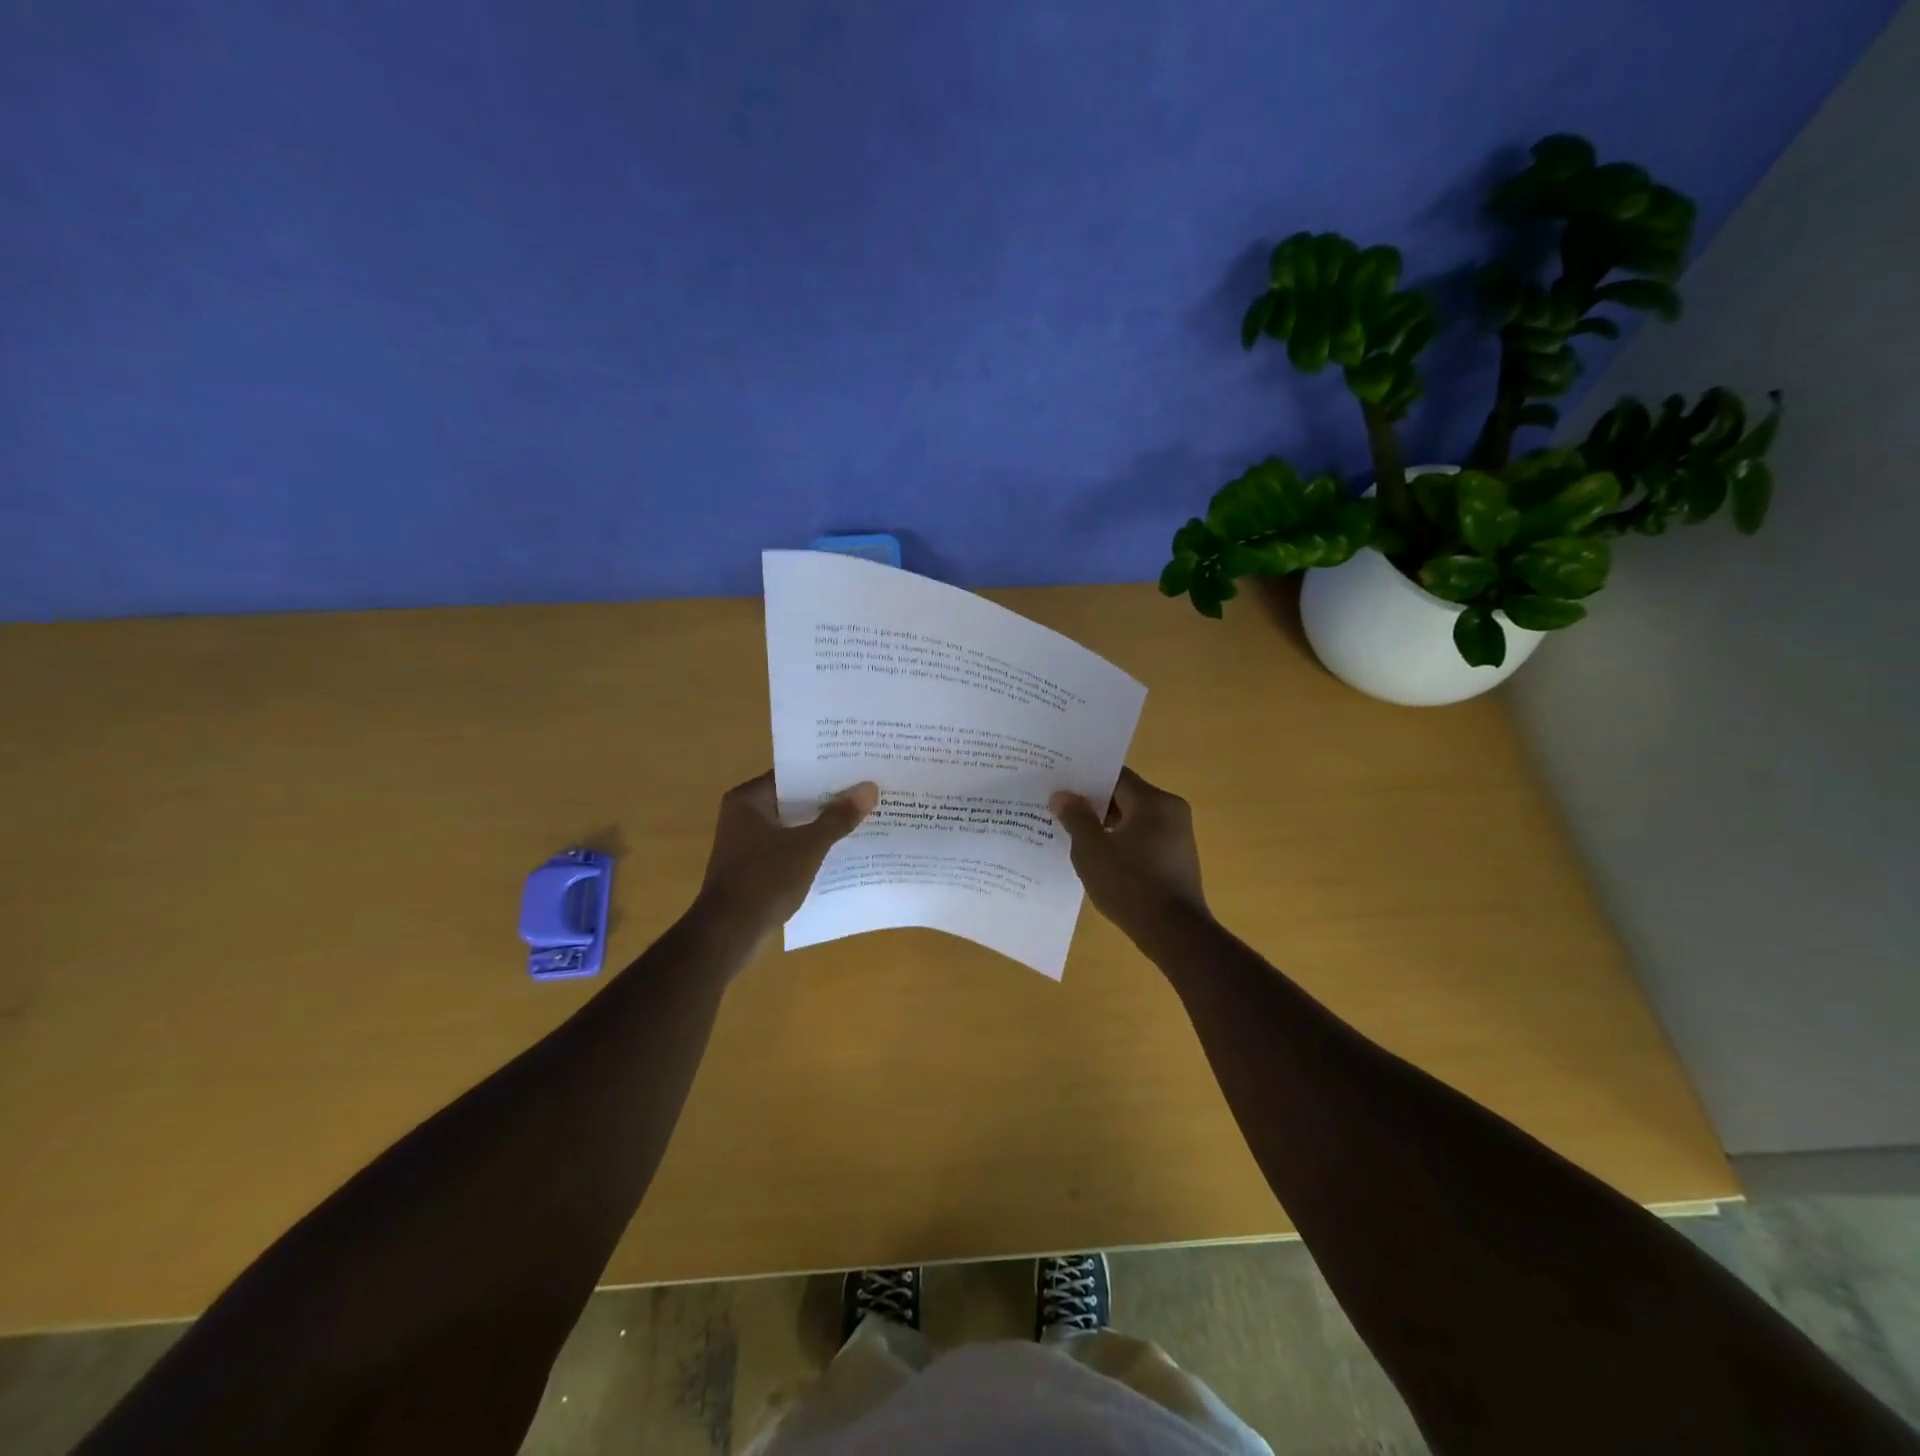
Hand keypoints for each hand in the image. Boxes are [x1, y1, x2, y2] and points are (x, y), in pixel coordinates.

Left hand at [694, 771, 877, 942]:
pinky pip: (788, 848)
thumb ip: (838, 818)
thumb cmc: (765, 880)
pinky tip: (841, 851)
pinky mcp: (754, 868)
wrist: (729, 934)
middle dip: (828, 800)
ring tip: (861, 818)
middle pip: (794, 800)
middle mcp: (743, 816)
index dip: (824, 772)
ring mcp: (747, 844)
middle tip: (866, 792)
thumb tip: (869, 788)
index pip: (792, 774)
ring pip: (793, 826)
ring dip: (821, 825)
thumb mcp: (808, 846)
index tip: (856, 769)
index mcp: (748, 800)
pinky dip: (810, 848)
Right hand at [1050, 767, 1209, 943]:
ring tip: (1073, 834)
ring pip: (1134, 819)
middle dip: (1093, 803)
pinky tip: (1099, 857)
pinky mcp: (1177, 858)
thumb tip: (1062, 795)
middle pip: (1125, 796)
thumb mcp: (1092, 851)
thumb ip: (1076, 818)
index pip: (1115, 776)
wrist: (1175, 933)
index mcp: (1153, 801)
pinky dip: (1122, 842)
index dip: (1085, 779)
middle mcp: (1171, 810)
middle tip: (1061, 809)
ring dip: (1106, 825)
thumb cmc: (1130, 885)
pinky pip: (1144, 838)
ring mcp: (1178, 835)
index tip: (1060, 785)